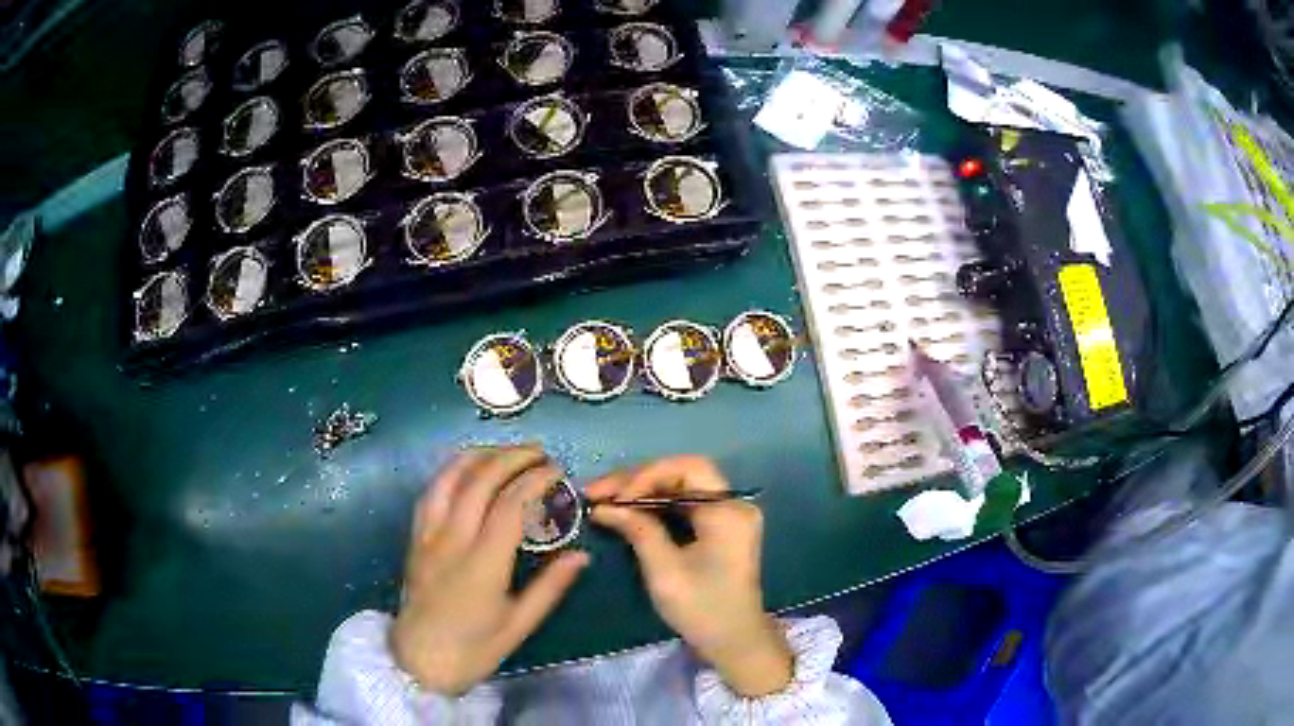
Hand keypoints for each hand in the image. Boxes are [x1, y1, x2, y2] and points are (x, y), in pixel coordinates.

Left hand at [391, 445, 588, 694]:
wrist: (419, 662)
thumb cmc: (473, 649)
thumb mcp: (519, 625)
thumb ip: (550, 587)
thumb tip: (581, 555)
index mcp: (483, 564)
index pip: (510, 505)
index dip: (535, 480)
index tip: (557, 470)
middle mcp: (452, 540)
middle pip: (479, 481)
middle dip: (511, 458)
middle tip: (538, 453)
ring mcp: (428, 536)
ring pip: (449, 479)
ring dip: (479, 456)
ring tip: (505, 451)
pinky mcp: (414, 538)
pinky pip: (430, 493)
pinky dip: (451, 472)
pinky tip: (466, 469)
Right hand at [588, 456, 791, 696]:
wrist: (734, 641)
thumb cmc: (702, 608)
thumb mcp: (664, 570)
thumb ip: (637, 530)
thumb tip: (603, 506)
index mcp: (728, 511)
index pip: (687, 468)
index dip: (647, 475)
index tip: (615, 497)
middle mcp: (732, 504)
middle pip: (681, 474)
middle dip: (637, 481)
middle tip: (596, 492)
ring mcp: (727, 516)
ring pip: (679, 487)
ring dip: (641, 491)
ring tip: (603, 499)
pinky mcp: (718, 529)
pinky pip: (684, 505)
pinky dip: (654, 505)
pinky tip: (626, 510)